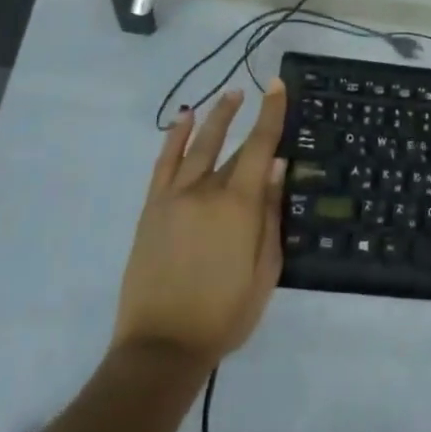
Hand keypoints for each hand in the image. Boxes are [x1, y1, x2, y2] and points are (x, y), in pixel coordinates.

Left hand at [113, 86, 288, 368]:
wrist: (162, 345)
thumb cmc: (225, 314)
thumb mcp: (265, 271)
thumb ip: (271, 215)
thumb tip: (277, 167)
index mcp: (239, 206)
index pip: (260, 147)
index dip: (271, 114)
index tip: (277, 86)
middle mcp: (206, 190)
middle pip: (232, 147)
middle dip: (246, 116)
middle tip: (258, 90)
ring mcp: (174, 197)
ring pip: (197, 146)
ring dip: (214, 117)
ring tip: (229, 96)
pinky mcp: (152, 208)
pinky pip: (164, 163)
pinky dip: (175, 137)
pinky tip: (184, 119)